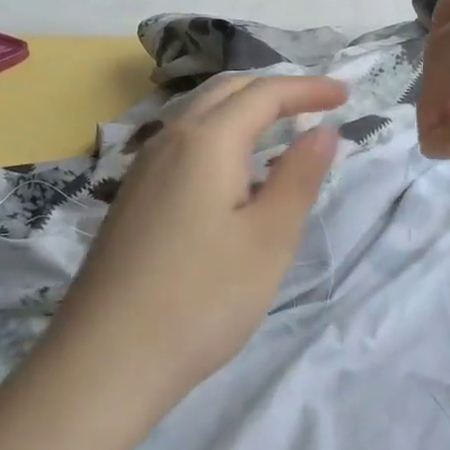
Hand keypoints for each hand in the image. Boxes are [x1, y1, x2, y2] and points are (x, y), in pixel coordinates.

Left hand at [46, 74, 344, 419]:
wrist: (104, 360)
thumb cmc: (201, 299)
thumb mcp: (268, 239)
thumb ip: (299, 177)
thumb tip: (323, 131)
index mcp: (206, 141)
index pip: (264, 94)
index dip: (308, 89)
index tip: (346, 95)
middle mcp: (169, 140)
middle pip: (227, 92)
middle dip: (275, 90)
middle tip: (316, 105)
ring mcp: (143, 169)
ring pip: (199, 116)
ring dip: (244, 111)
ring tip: (281, 133)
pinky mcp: (132, 198)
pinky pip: (183, 144)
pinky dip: (219, 137)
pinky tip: (233, 176)